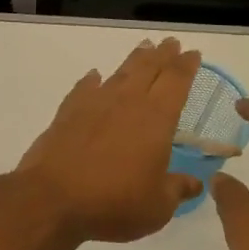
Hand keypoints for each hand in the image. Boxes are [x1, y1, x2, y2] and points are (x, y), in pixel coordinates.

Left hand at [15, 39, 205, 242]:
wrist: (53, 198)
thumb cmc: (114, 202)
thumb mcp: (157, 206)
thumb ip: (177, 189)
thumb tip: (195, 183)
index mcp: (156, 118)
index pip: (176, 82)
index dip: (186, 66)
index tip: (192, 53)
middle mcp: (126, 102)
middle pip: (148, 69)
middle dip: (162, 55)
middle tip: (170, 43)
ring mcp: (94, 104)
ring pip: (119, 73)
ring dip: (134, 60)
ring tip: (143, 48)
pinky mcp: (67, 113)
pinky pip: (84, 88)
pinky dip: (92, 81)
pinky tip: (94, 77)